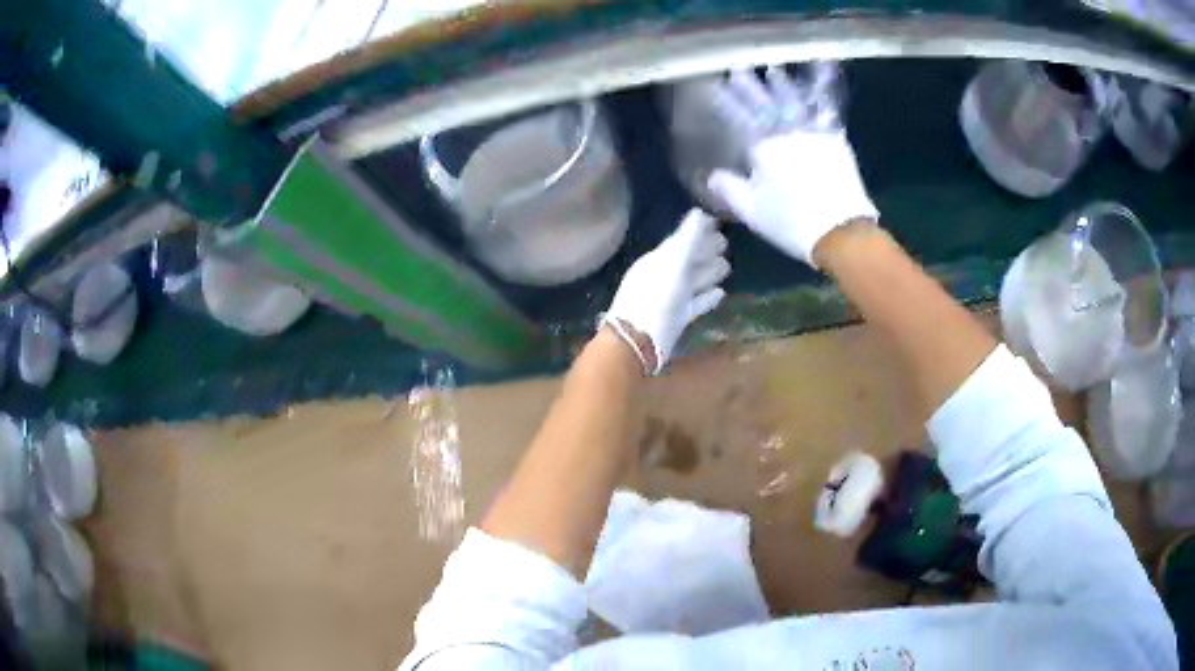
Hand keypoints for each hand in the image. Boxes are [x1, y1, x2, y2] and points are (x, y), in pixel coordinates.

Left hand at [604, 209, 729, 374]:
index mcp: (657, 259)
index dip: (699, 232)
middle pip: (687, 260)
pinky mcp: (676, 319)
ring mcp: (668, 299)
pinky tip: (721, 293)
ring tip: (728, 266)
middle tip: (727, 244)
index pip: (681, 240)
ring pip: (692, 281)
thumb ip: (688, 237)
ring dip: (708, 272)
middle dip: (705, 251)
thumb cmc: (655, 297)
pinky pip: (694, 303)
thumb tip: (700, 212)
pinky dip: (707, 297)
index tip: (719, 224)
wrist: (638, 341)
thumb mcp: (674, 262)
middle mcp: (662, 276)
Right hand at [708, 67, 877, 266]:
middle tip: (739, 69)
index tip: (715, 85)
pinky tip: (815, 94)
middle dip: (750, 86)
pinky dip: (820, 100)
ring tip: (774, 71)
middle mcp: (788, 131)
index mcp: (763, 145)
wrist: (841, 231)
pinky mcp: (837, 142)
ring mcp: (815, 133)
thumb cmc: (790, 221)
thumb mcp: (751, 210)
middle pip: (765, 102)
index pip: (739, 115)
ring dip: (783, 85)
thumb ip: (729, 188)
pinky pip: (826, 113)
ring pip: (796, 102)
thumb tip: (713, 175)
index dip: (726, 100)